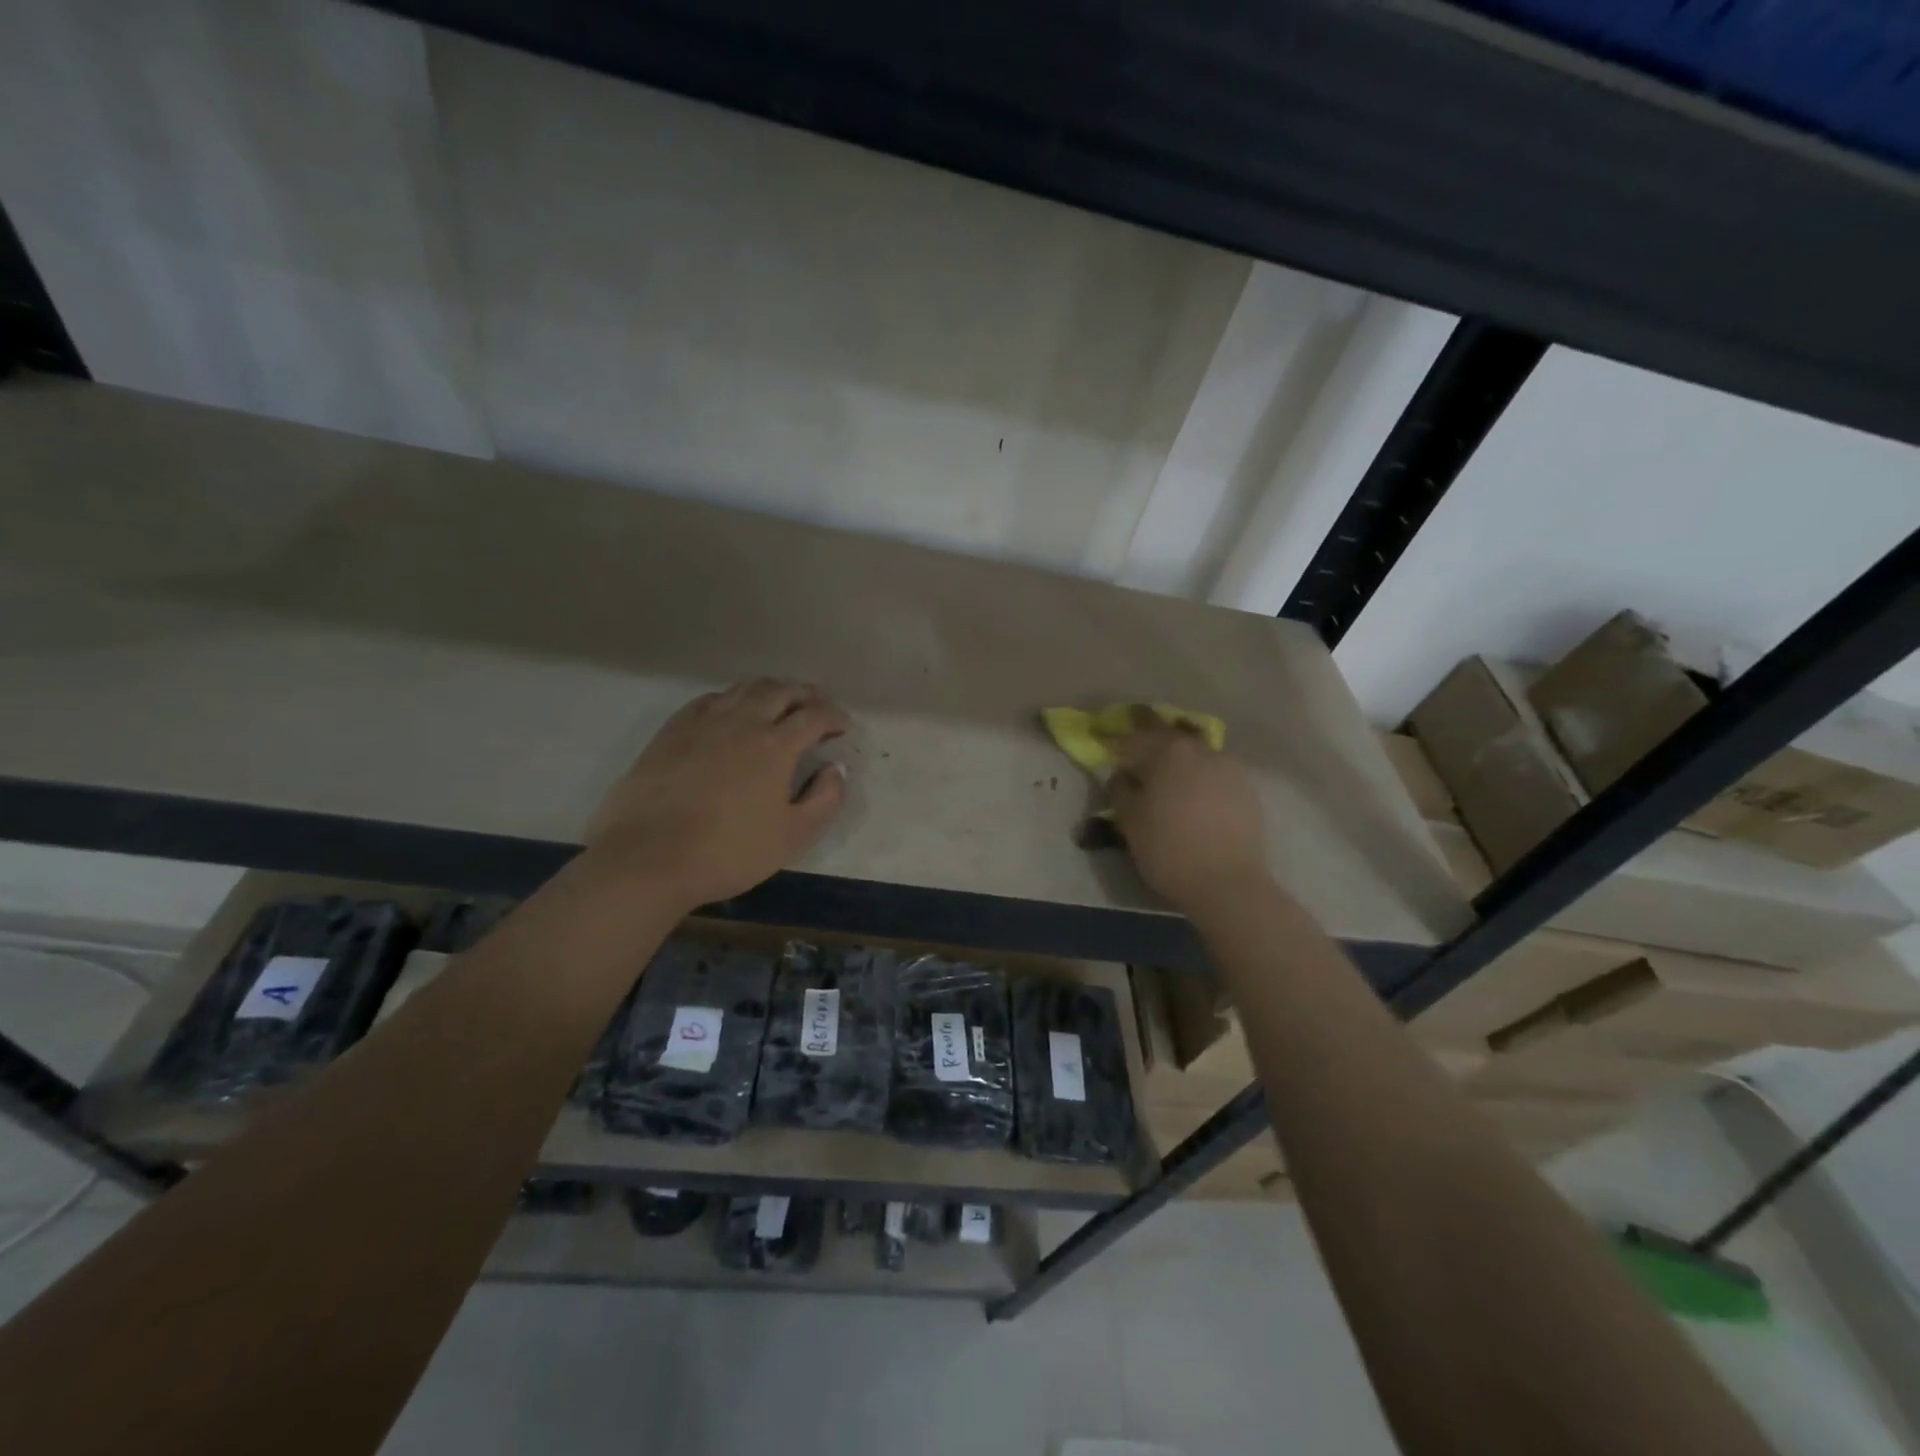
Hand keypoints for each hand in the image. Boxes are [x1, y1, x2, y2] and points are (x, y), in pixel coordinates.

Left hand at [587, 679, 849, 910]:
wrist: (647, 858)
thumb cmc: (729, 851)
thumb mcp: (793, 836)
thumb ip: (825, 800)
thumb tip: (836, 769)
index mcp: (775, 745)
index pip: (814, 716)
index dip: (834, 716)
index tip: (844, 726)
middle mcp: (742, 721)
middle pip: (780, 691)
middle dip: (806, 694)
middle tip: (818, 706)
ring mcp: (702, 722)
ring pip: (743, 688)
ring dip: (770, 690)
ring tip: (779, 703)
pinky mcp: (671, 731)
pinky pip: (709, 700)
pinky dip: (732, 699)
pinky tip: (730, 714)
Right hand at [1105, 714, 1269, 919]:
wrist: (1227, 884)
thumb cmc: (1168, 849)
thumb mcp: (1129, 820)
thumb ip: (1120, 789)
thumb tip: (1122, 775)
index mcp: (1167, 751)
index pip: (1132, 740)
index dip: (1114, 744)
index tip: (1102, 746)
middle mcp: (1199, 749)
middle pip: (1168, 736)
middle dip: (1148, 740)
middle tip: (1133, 748)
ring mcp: (1228, 766)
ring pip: (1194, 752)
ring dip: (1177, 756)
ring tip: (1165, 771)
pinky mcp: (1246, 788)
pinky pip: (1214, 771)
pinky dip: (1198, 775)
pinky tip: (1192, 792)